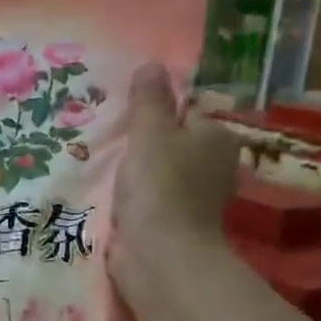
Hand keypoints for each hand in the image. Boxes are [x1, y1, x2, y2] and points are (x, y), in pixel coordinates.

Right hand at [108, 63, 247, 313]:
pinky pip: (150, 199)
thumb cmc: (160, 185)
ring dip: (135, 170)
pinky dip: (133, 197)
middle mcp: (213, 166)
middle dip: (144, 141)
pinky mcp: (173, 224)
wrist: (159, 256)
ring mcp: (195, 198)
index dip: (156, 111)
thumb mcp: (151, 132)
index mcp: (217, 137)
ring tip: (102, 163)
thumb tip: (152, 64)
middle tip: (108, 137)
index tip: (125, 116)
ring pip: (159, 172)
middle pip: (173, 142)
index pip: (186, 111)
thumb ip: (149, 100)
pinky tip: (110, 194)